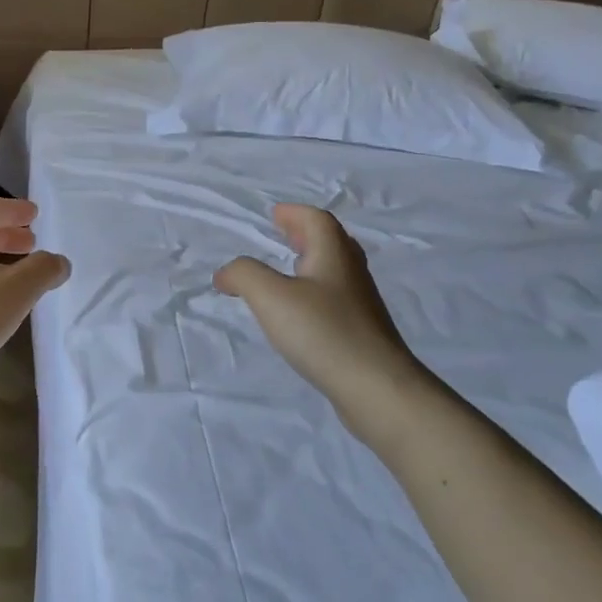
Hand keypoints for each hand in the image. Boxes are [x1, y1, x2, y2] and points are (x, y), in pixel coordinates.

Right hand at [215, 203, 427, 410]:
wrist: (376, 387)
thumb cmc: (322, 332)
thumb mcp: (271, 297)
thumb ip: (244, 275)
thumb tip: (226, 272)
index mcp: (333, 256)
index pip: (317, 221)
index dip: (295, 214)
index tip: (274, 214)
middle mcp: (351, 274)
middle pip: (332, 242)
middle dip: (306, 234)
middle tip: (283, 234)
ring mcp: (360, 305)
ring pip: (336, 271)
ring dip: (312, 262)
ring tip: (288, 270)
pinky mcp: (361, 333)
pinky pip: (336, 298)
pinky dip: (315, 291)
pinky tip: (301, 312)